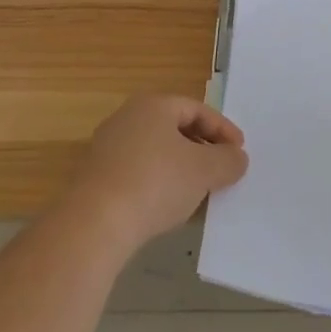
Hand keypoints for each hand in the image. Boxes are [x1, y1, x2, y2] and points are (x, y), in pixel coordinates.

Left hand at [63, 94, 248, 254]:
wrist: (92, 226)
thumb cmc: (155, 183)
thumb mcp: (204, 171)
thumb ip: (227, 161)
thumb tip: (238, 158)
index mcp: (154, 105)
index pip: (197, 110)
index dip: (222, 130)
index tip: (239, 152)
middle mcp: (127, 118)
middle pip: (174, 128)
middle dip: (201, 148)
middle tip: (219, 169)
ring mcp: (106, 148)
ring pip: (155, 152)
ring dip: (179, 168)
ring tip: (196, 192)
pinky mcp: (93, 179)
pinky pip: (136, 173)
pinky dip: (157, 184)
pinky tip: (165, 208)